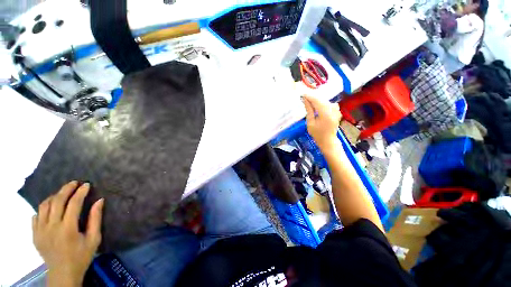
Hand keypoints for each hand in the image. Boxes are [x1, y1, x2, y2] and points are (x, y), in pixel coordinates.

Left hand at [32, 181, 103, 285]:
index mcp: (68, 229)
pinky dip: (43, 208)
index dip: (80, 192)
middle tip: (74, 183)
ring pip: (44, 206)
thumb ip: (95, 219)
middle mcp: (52, 227)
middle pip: (57, 201)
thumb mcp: (94, 239)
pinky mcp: (34, 234)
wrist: (63, 273)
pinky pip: (36, 215)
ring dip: (54, 197)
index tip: (86, 184)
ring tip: (62, 194)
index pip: (74, 204)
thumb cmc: (81, 256)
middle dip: (66, 189)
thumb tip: (99, 201)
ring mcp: (40, 230)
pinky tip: (50, 209)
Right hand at [302, 95, 341, 150]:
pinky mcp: (337, 111)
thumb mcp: (310, 123)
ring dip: (318, 99)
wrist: (328, 140)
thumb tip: (305, 100)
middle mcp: (333, 110)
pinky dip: (323, 102)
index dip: (309, 96)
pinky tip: (319, 105)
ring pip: (326, 100)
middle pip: (322, 99)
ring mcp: (336, 110)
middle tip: (304, 96)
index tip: (302, 94)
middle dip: (313, 97)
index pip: (317, 101)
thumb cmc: (317, 134)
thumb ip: (309, 110)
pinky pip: (330, 103)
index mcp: (325, 114)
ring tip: (310, 100)